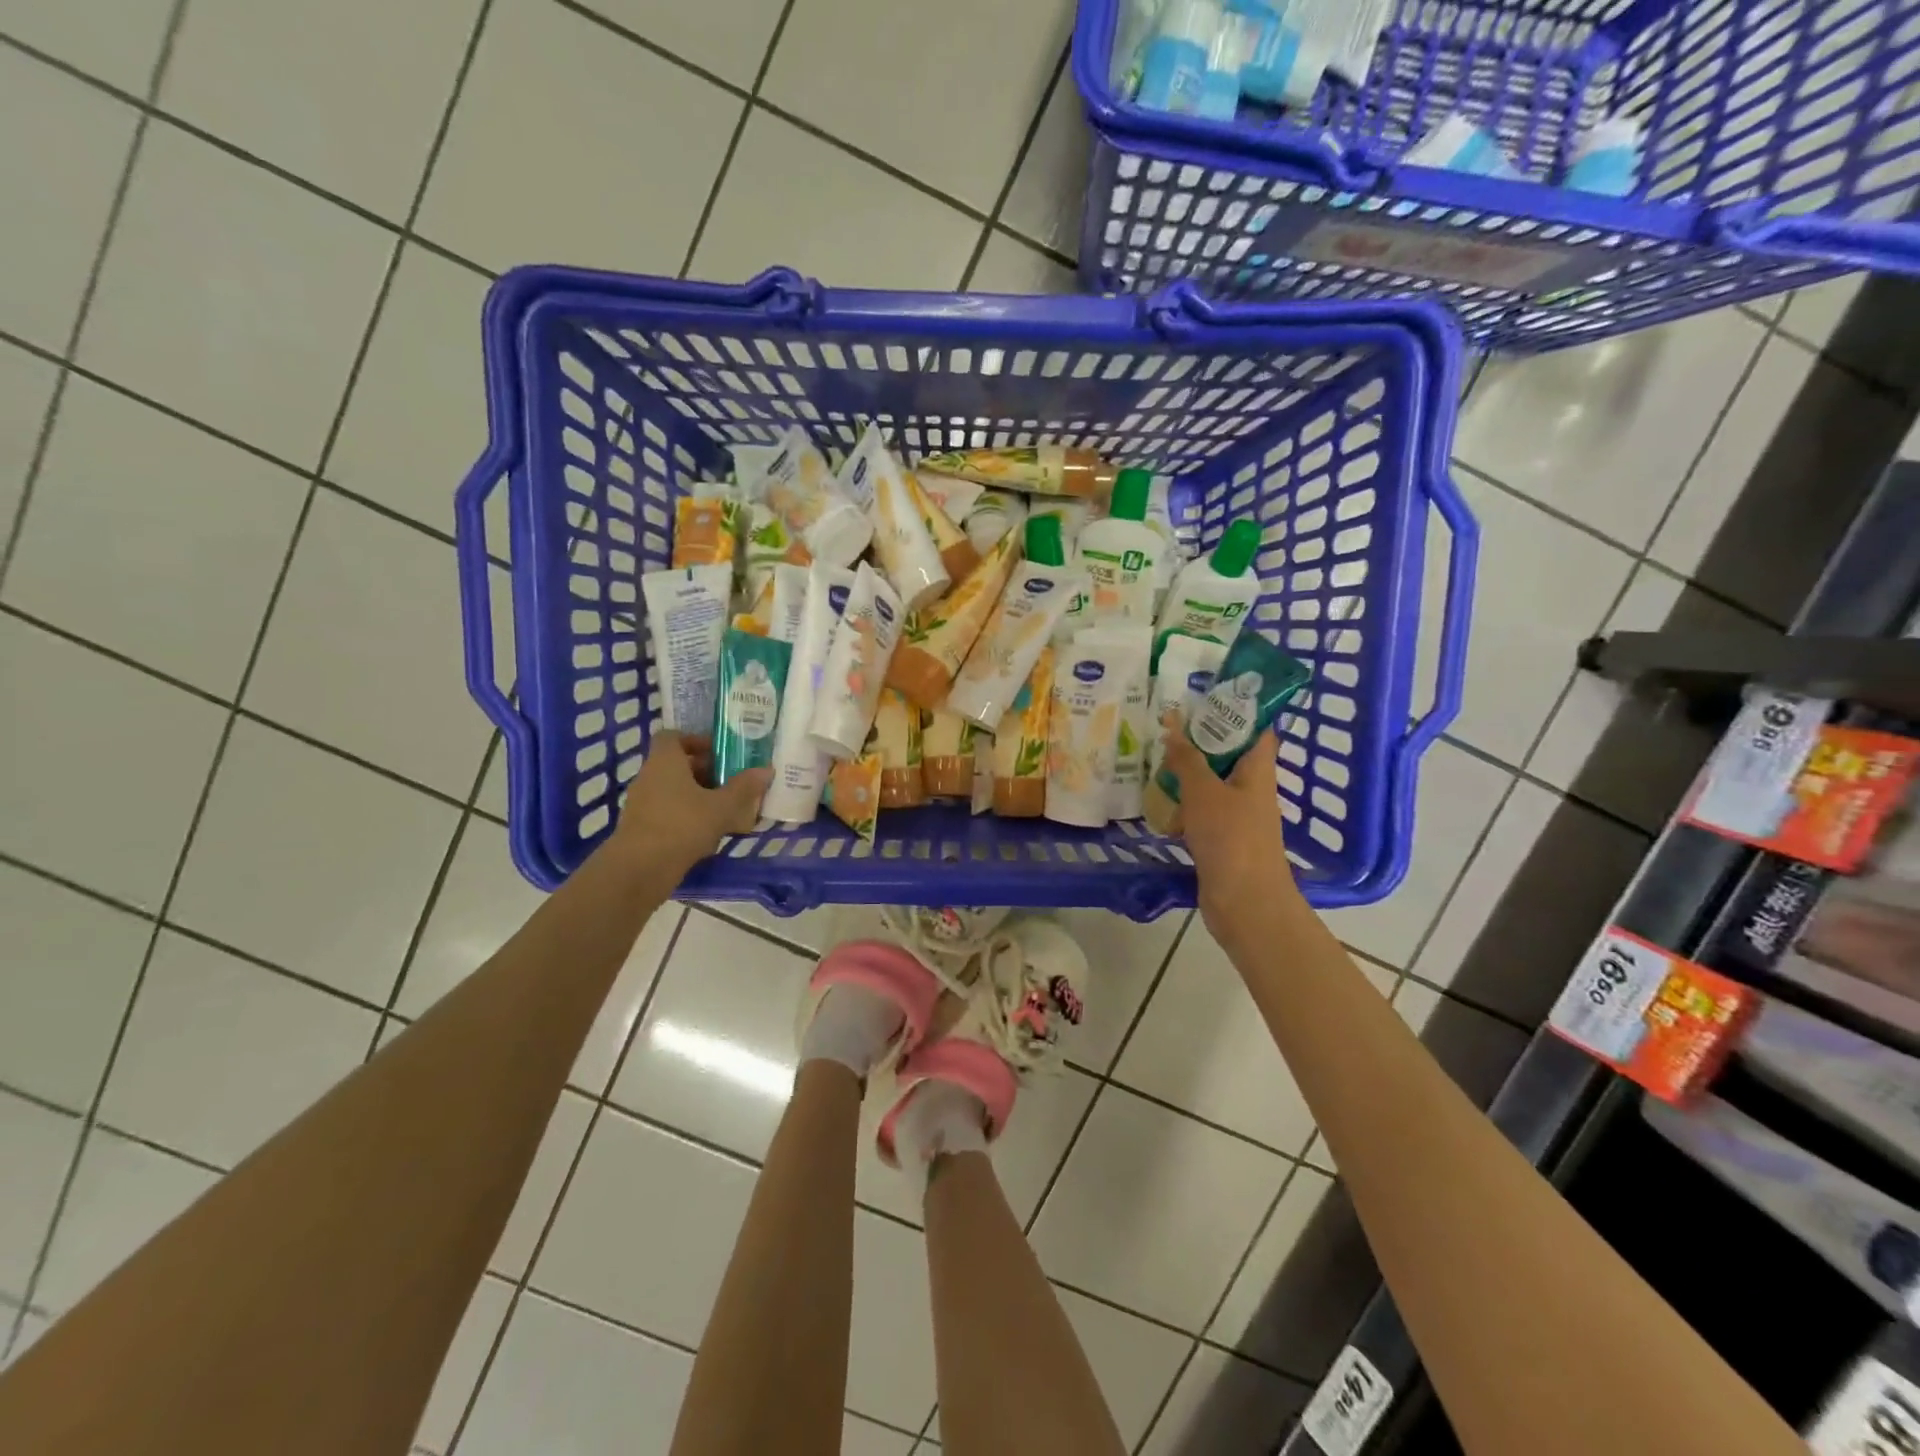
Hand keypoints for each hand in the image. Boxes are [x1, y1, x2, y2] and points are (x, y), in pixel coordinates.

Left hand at [607, 733, 769, 877]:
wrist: (640, 870)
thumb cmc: (682, 826)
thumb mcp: (722, 806)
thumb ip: (744, 787)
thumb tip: (766, 769)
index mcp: (665, 762)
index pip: (673, 737)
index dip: (696, 741)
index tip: (721, 753)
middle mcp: (649, 777)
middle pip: (678, 765)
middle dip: (707, 772)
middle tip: (734, 781)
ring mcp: (643, 804)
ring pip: (675, 791)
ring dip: (700, 796)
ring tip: (729, 809)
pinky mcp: (643, 828)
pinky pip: (670, 813)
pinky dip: (689, 817)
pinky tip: (711, 834)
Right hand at [1160, 719, 1299, 946]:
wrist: (1245, 903)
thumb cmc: (1231, 839)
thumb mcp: (1204, 792)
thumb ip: (1188, 759)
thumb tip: (1174, 725)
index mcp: (1258, 771)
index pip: (1256, 729)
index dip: (1237, 708)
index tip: (1205, 694)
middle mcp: (1251, 789)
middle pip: (1228, 755)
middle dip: (1201, 740)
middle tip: (1167, 723)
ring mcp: (1237, 816)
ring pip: (1211, 784)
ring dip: (1187, 773)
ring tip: (1155, 757)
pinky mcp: (1221, 839)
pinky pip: (1201, 812)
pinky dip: (1182, 804)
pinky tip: (1158, 800)